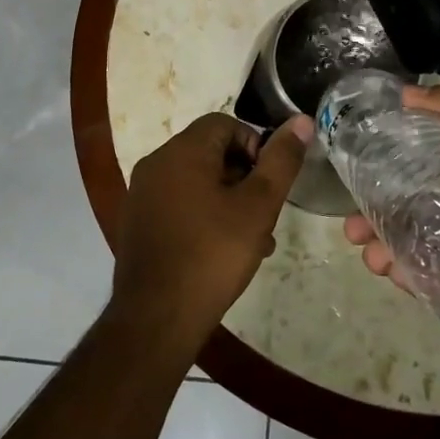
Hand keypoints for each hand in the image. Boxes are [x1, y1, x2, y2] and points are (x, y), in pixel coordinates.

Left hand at [113, 112, 311, 343]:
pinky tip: (223, 253)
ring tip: (254, 240)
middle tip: (266, 213)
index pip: (225, 124)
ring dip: (228, 201)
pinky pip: (179, 204)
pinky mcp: (138, 222)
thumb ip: (281, 161)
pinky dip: (204, 216)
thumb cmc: (212, 254)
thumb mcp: (258, 206)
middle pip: (210, 152)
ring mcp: (142, 194)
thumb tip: (300, 121)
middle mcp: (156, 163)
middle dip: (245, 177)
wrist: (156, 318)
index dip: (255, 145)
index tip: (270, 182)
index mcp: (182, 151)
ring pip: (197, 182)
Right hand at [341, 77, 439, 351]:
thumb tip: (402, 95)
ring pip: (405, 245)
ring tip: (370, 254)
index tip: (350, 162)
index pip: (406, 159)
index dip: (376, 159)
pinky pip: (425, 281)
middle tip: (352, 226)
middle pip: (399, 206)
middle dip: (369, 213)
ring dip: (380, 247)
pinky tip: (393, 273)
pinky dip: (404, 277)